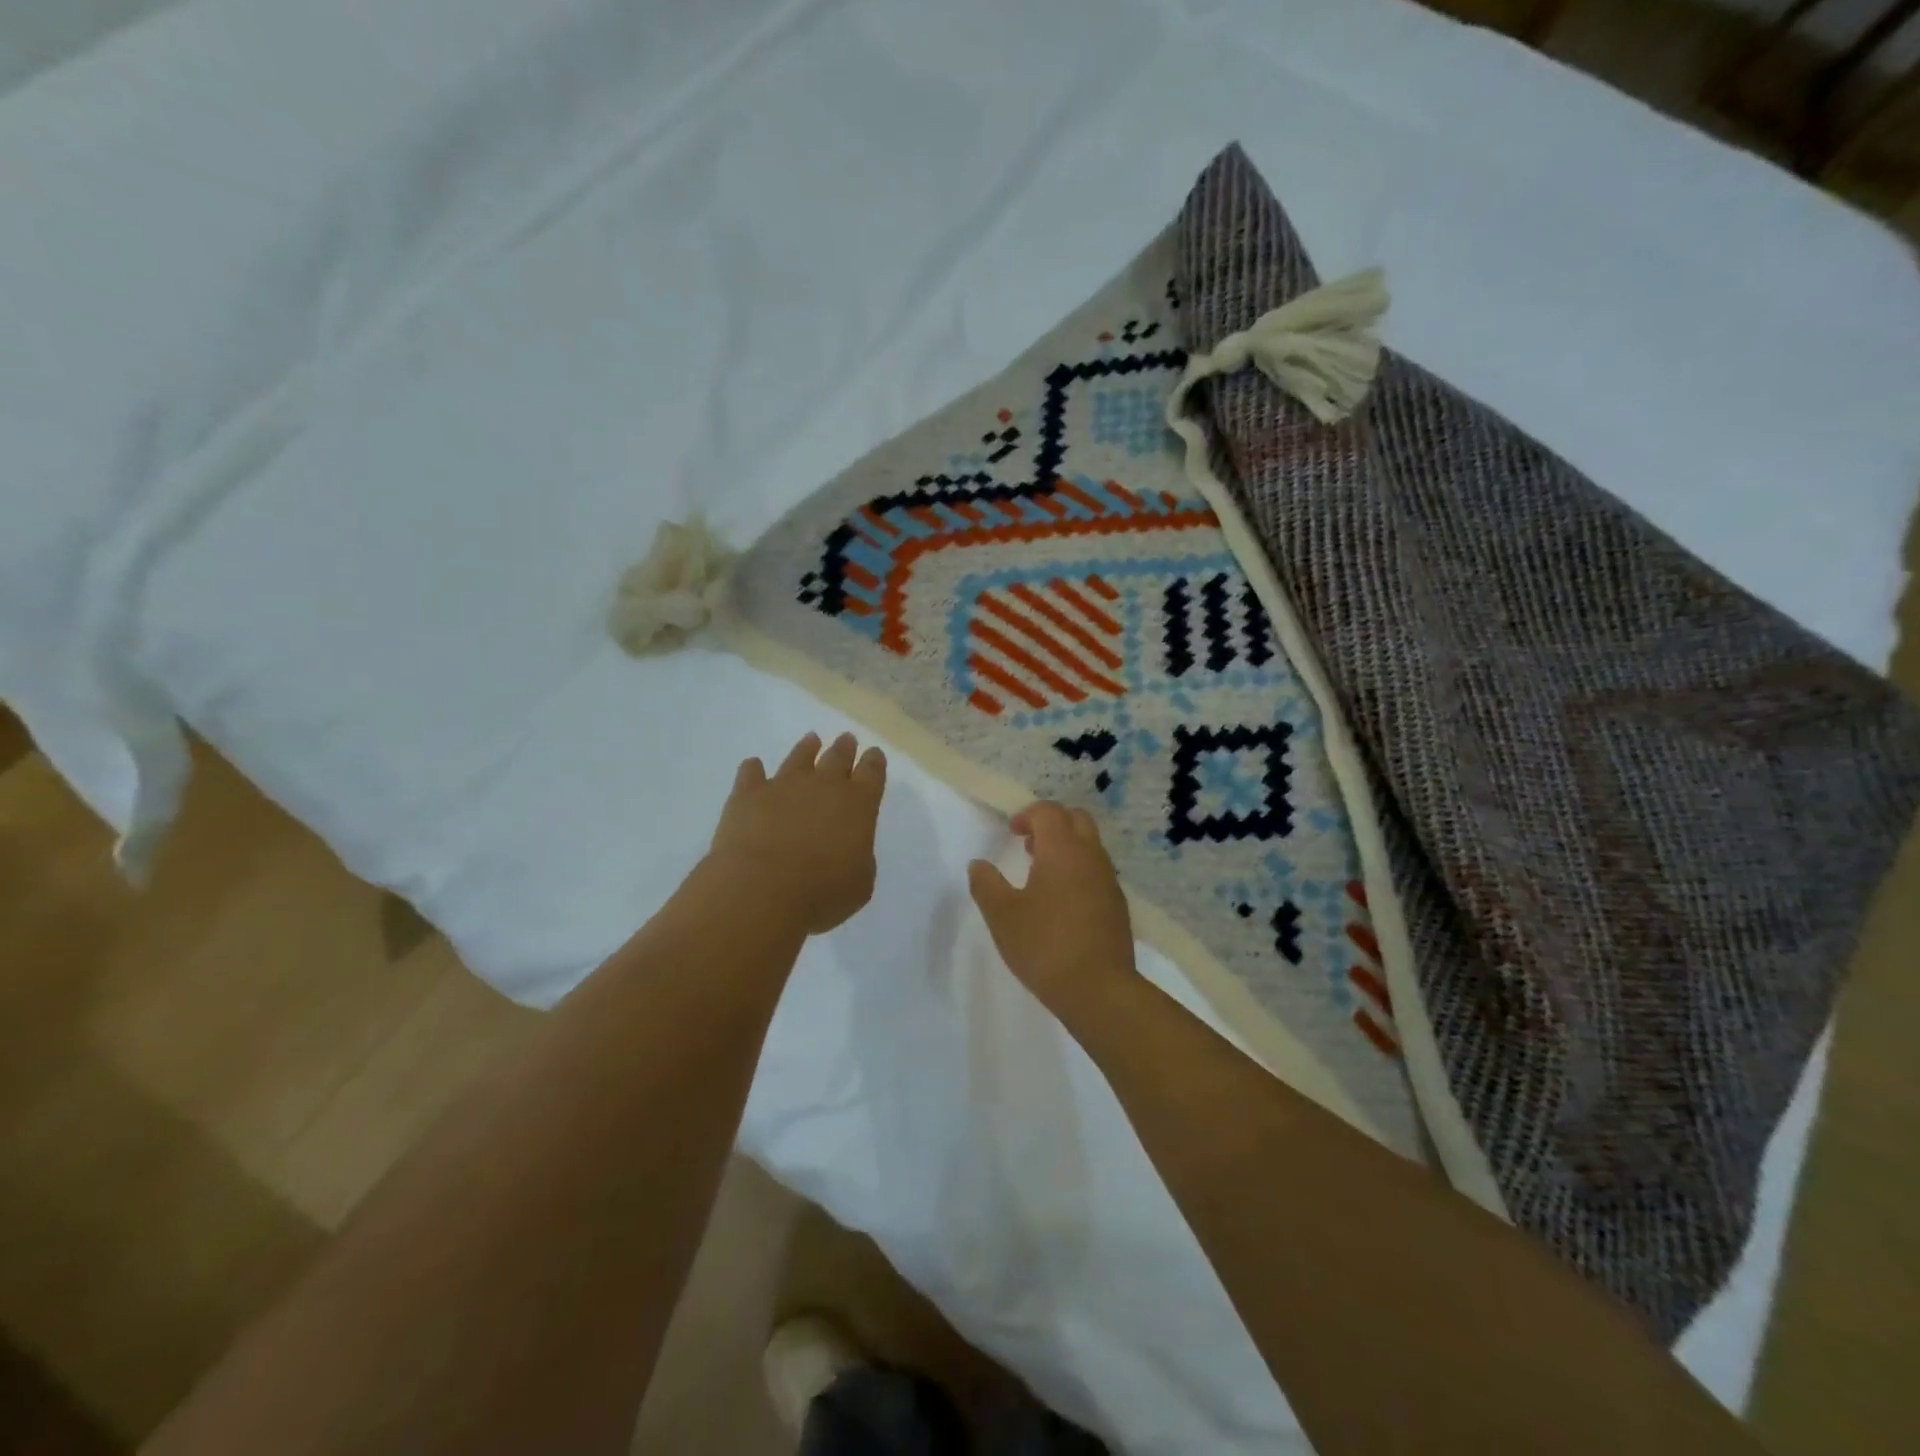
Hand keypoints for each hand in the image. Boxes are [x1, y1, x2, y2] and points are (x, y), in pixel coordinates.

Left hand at [709, 732, 886, 934]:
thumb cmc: (822, 892)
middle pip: (837, 758)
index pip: (872, 774)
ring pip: (798, 758)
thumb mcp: (860, 883)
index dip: (874, 763)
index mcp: (858, 804)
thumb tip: (848, 848)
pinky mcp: (747, 795)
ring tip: (811, 740)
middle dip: (844, 749)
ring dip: (806, 748)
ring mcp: (783, 786)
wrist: (761, 889)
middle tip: (847, 739)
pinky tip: (753, 766)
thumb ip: (859, 858)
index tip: (874, 754)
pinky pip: (751, 774)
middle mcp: (823, 786)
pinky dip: (753, 769)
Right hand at [968, 802, 1135, 1011]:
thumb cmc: (1045, 945)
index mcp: (1063, 850)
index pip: (1049, 812)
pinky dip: (1079, 871)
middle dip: (1052, 824)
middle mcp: (1091, 856)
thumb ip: (986, 884)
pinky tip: (1062, 903)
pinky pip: (1097, 872)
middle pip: (1076, 819)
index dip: (1028, 815)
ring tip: (1041, 875)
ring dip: (1067, 848)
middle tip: (1028, 846)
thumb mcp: (1002, 915)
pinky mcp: (1118, 905)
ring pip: (1090, 846)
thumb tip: (978, 865)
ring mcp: (1109, 880)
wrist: (1099, 990)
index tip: (1011, 833)